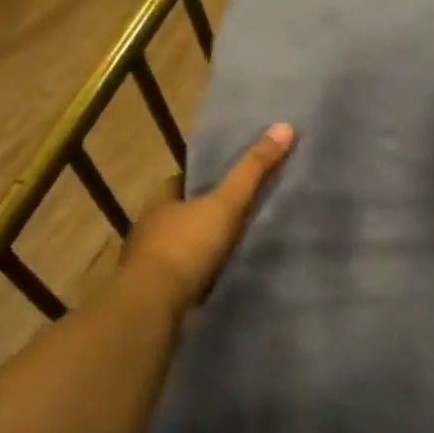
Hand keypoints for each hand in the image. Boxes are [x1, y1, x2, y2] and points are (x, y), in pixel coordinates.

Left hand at [122, 123, 293, 310]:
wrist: (155, 305)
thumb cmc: (186, 246)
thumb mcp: (227, 203)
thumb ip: (253, 170)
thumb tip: (284, 127)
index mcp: (160, 203)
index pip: (176, 182)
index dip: (197, 178)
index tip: (222, 179)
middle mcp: (149, 229)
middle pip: (177, 213)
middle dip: (199, 213)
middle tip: (233, 211)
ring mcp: (149, 264)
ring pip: (177, 246)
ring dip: (198, 246)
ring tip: (232, 245)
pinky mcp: (157, 293)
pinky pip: (181, 276)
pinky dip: (197, 274)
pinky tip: (219, 276)